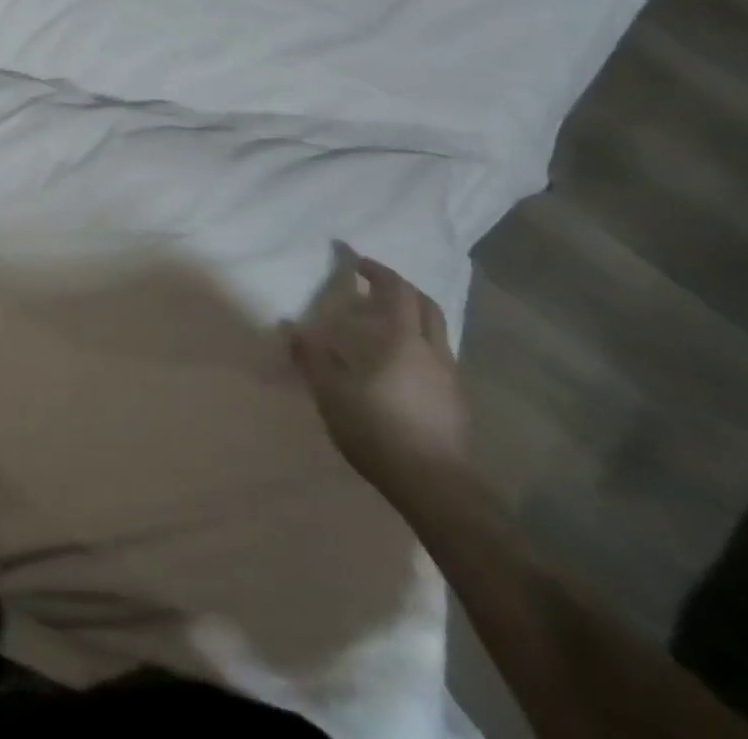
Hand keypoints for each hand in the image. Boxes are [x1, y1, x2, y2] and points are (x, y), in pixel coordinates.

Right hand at [287, 244, 469, 506]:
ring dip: (414, 318)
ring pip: (437, 332)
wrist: (434, 487)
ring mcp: (450, 377)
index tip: (356, 260)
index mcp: (403, 339)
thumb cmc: (378, 430)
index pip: (395, 289)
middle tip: (376, 286)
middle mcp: (432, 350)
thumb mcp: (331, 392)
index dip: (377, 270)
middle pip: (425, 304)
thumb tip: (291, 327)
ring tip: (386, 326)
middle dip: (402, 288)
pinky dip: (420, 347)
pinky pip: (439, 359)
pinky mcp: (456, 404)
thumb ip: (311, 357)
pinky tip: (401, 367)